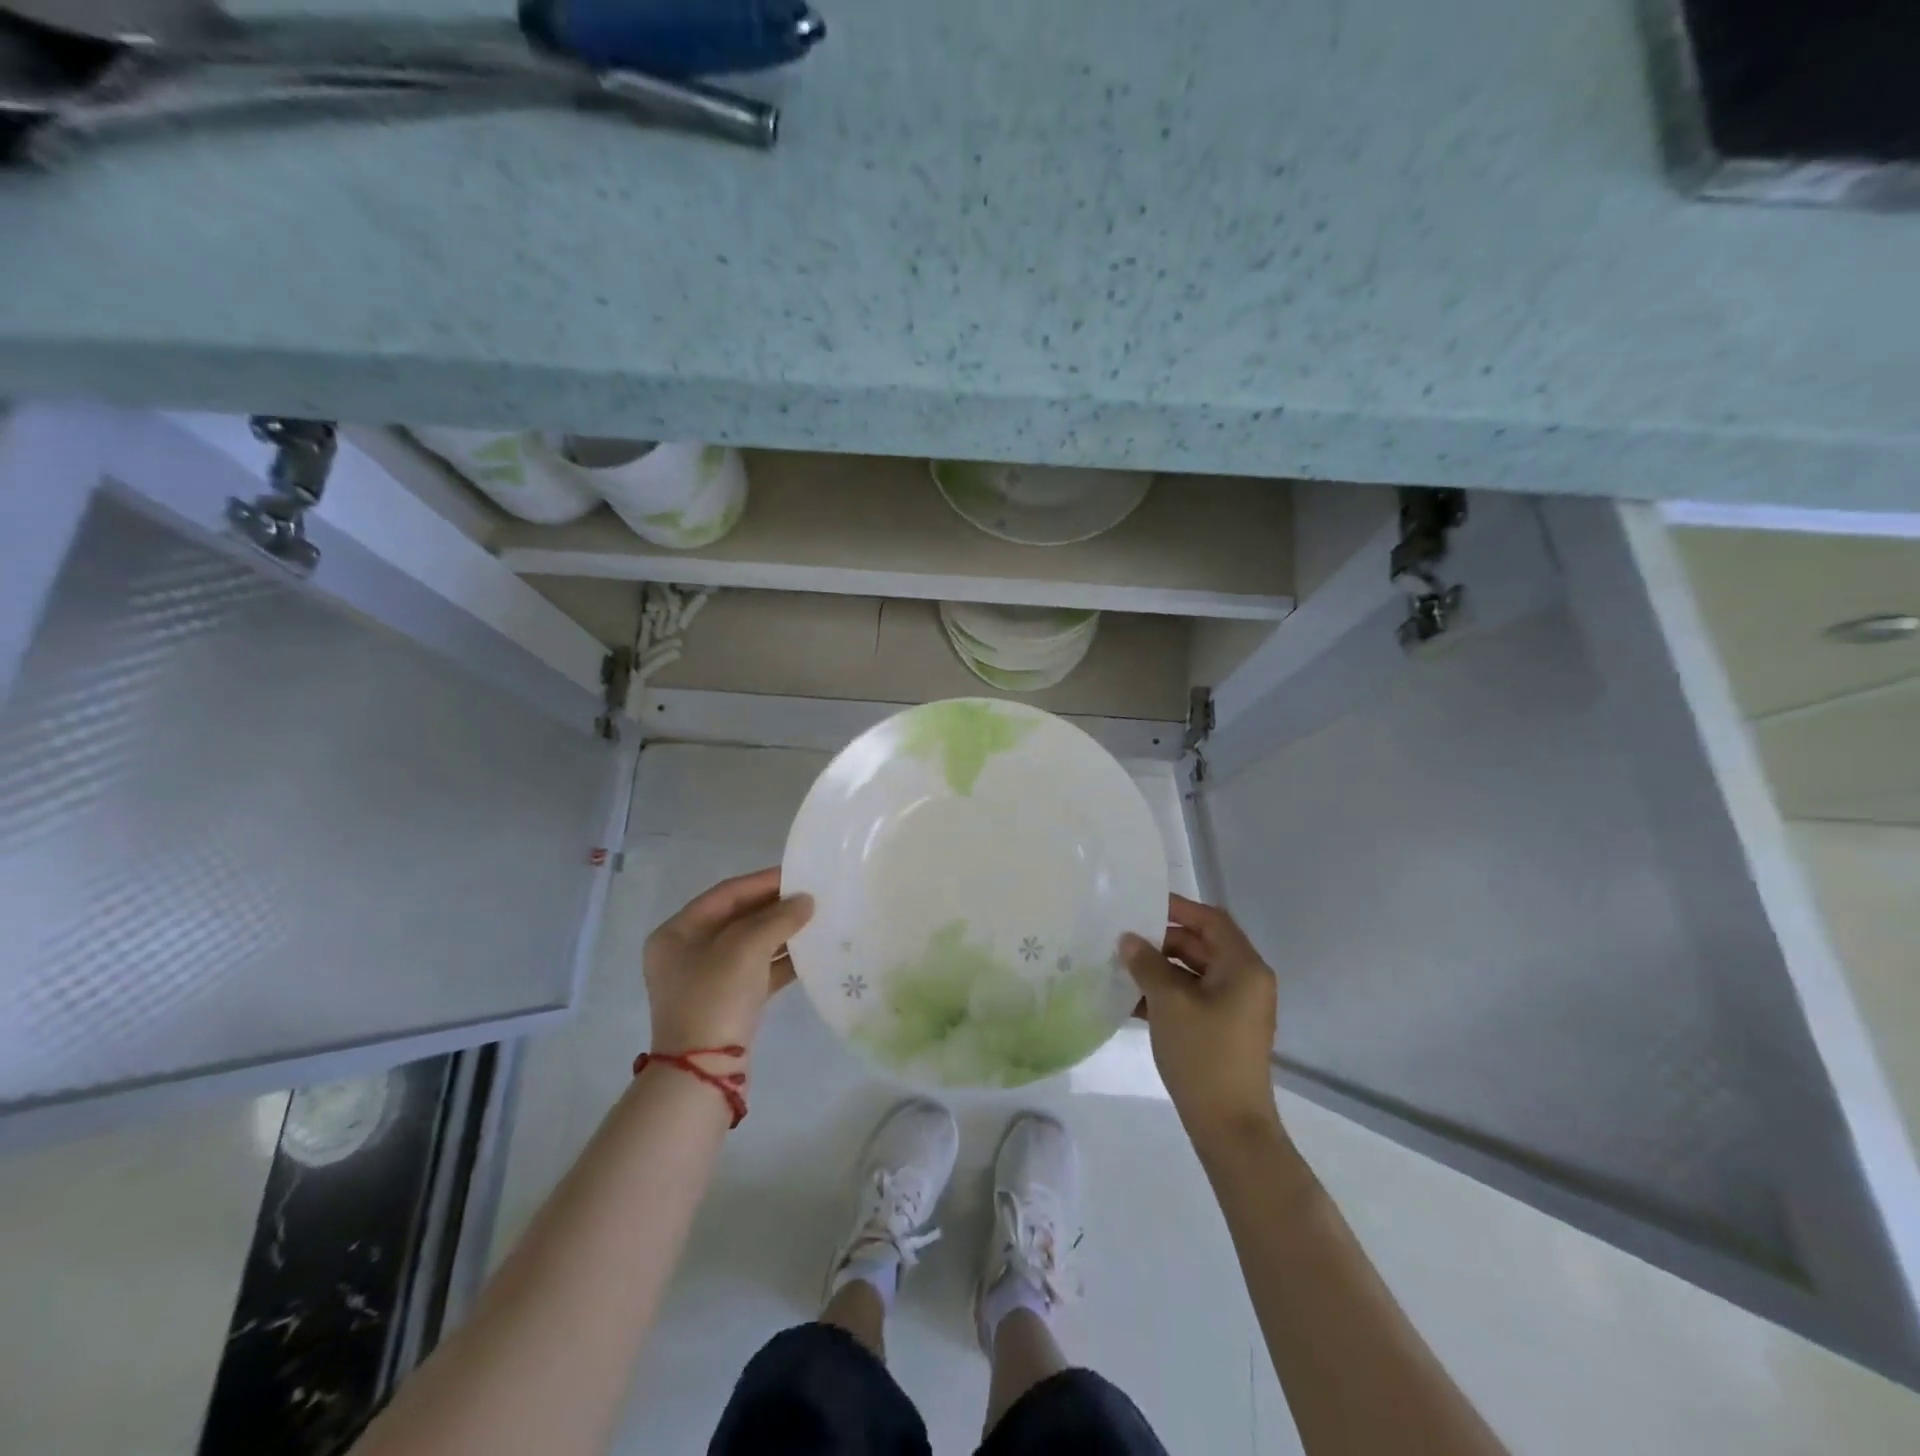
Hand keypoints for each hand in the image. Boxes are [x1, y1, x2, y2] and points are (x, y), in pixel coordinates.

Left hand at [644, 868, 813, 1059]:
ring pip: (751, 945)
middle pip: (738, 918)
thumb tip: (806, 901)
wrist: (704, 1073)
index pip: (726, 894)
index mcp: (677, 933)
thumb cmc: (715, 997)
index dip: (763, 882)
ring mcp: (707, 980)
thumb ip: (779, 918)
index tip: (799, 874)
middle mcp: (687, 952)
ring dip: (782, 933)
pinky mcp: (728, 1002)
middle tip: (812, 897)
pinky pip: (758, 971)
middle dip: (776, 908)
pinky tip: (811, 954)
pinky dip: (782, 961)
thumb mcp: (746, 948)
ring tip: (817, 921)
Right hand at [1120, 894, 1280, 1140]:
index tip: (1140, 906)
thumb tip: (1128, 939)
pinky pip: (1193, 998)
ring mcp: (1235, 1008)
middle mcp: (1245, 981)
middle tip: (1123, 940)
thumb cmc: (1204, 1055)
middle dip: (1162, 942)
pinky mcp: (1223, 1030)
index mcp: (1243, 968)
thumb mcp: (1169, 1003)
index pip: (1211, 921)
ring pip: (1193, 974)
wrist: (1230, 1127)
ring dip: (1159, 970)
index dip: (1177, 908)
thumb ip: (1147, 964)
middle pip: (1201, 946)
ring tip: (1120, 969)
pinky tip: (1131, 1001)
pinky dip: (1166, 995)